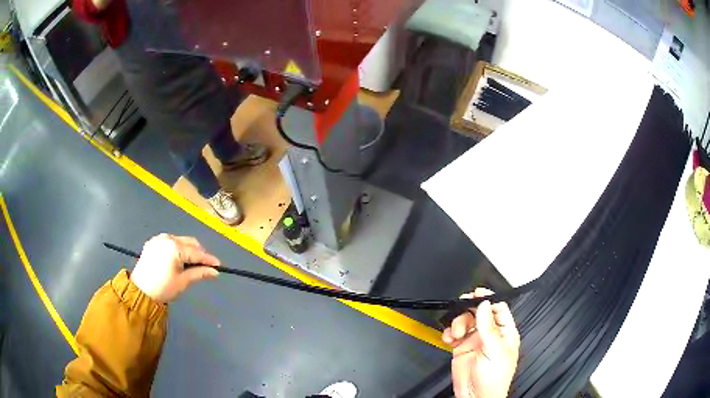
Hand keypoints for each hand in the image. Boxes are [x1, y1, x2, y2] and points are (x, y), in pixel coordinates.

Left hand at [130, 234, 219, 302]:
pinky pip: (169, 242)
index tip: (218, 265)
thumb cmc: (163, 288)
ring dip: (188, 250)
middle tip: (205, 266)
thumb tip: (214, 272)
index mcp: (175, 247)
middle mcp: (167, 238)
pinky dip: (177, 249)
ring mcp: (159, 238)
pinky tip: (177, 260)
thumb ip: (199, 273)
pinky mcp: (153, 242)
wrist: (140, 290)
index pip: (196, 252)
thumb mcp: (183, 281)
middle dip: (198, 253)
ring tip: (191, 264)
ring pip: (180, 241)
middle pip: (189, 242)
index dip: (208, 259)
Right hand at [442, 288, 520, 397]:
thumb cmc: (494, 379)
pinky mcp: (461, 347)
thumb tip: (484, 305)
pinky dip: (449, 333)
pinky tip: (449, 337)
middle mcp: (490, 334)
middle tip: (462, 305)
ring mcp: (475, 340)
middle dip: (469, 308)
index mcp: (504, 332)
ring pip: (465, 321)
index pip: (498, 308)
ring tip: (457, 332)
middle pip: (479, 311)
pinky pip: (454, 333)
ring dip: (458, 323)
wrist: (475, 396)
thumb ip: (489, 327)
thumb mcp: (495, 350)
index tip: (478, 294)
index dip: (488, 299)